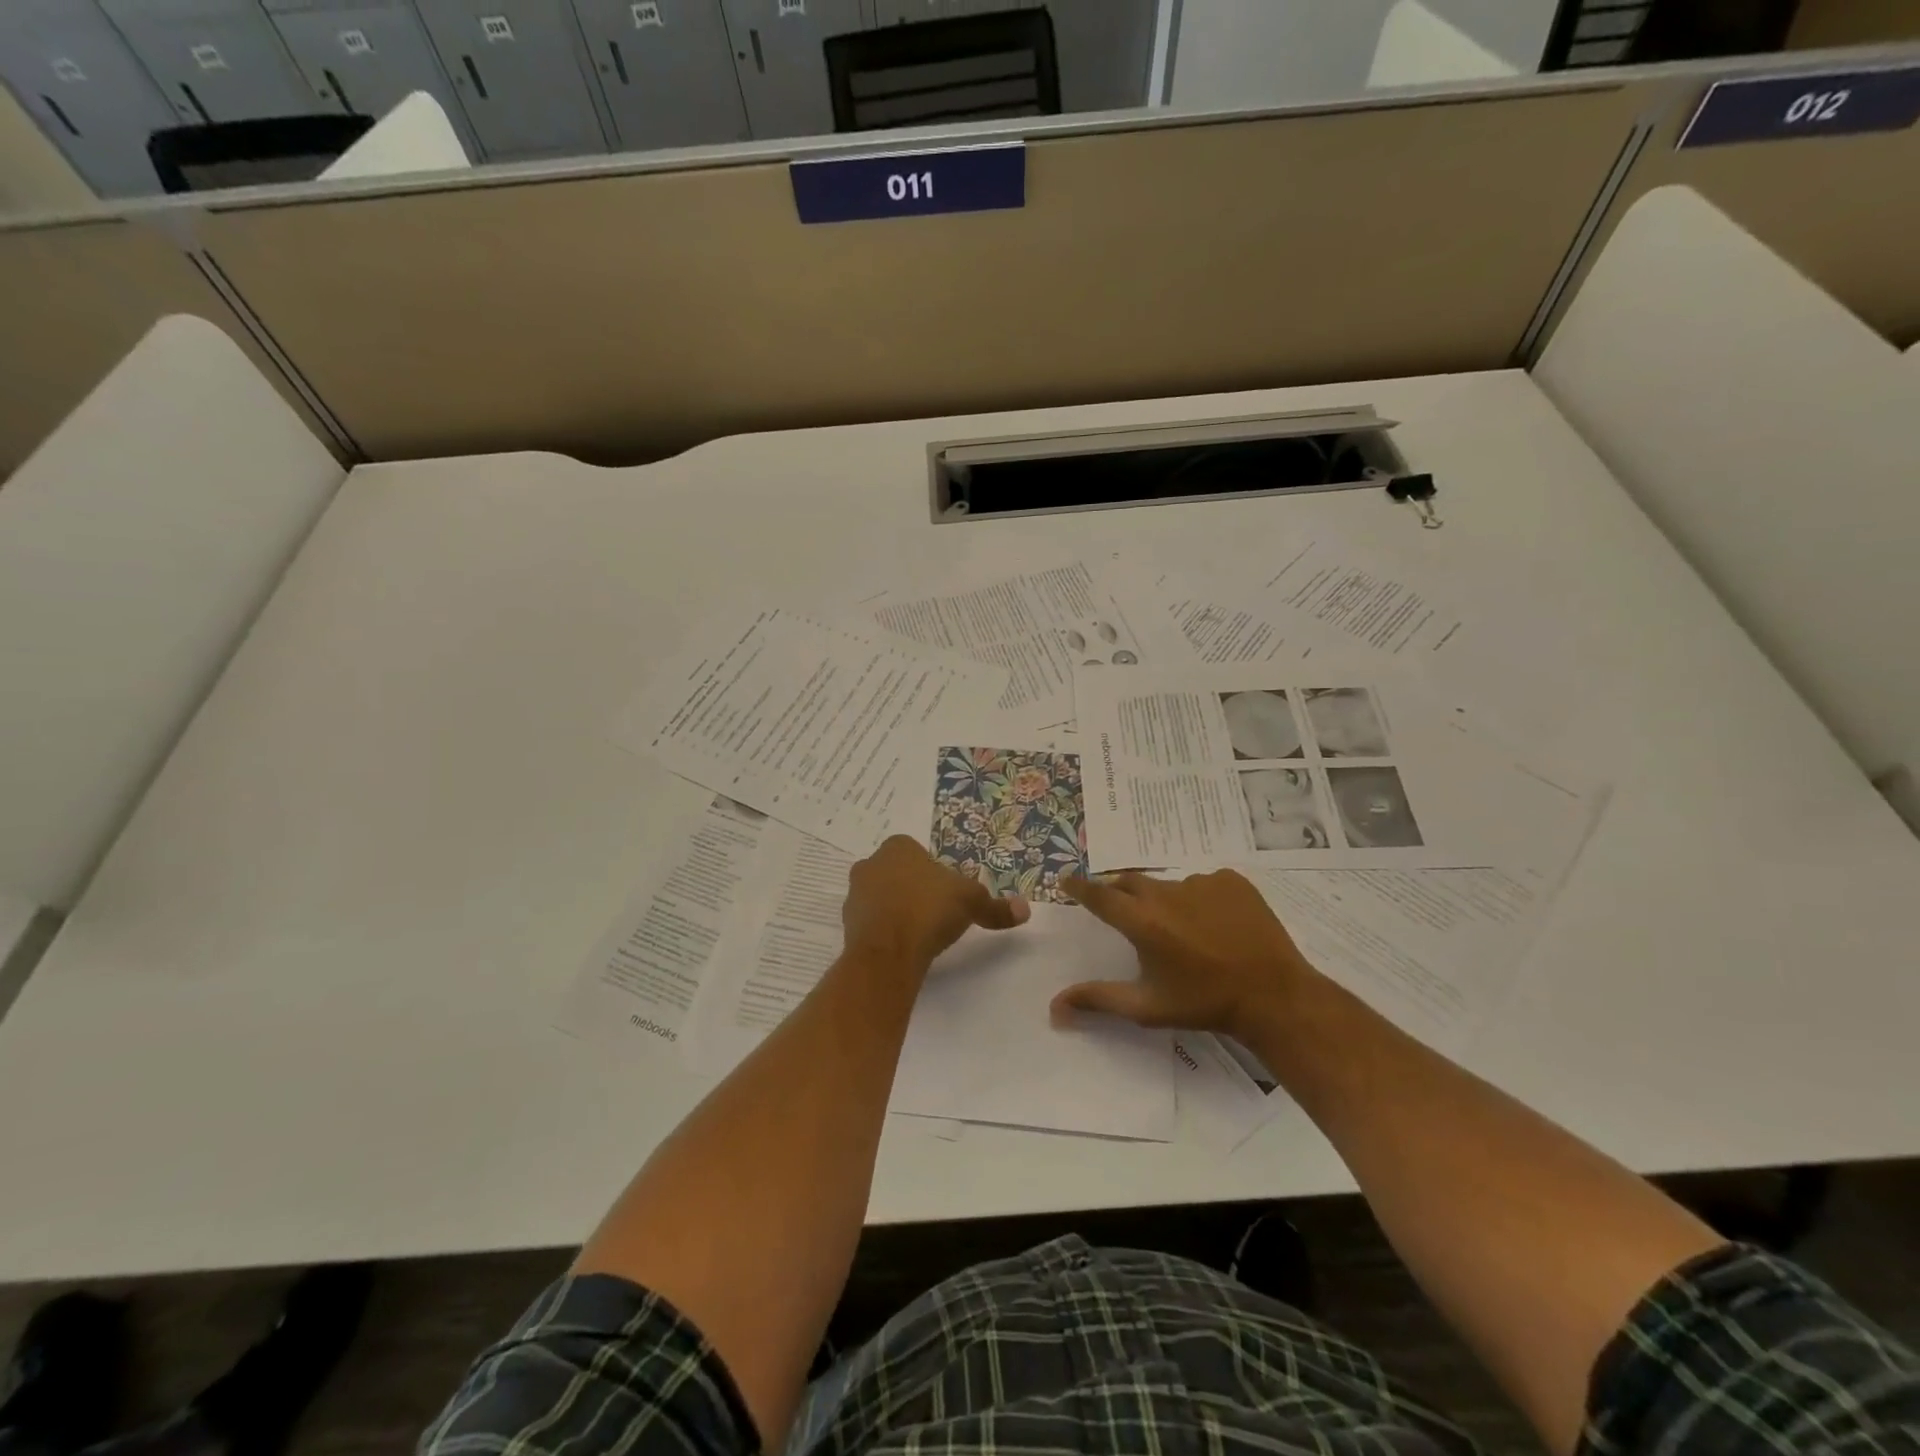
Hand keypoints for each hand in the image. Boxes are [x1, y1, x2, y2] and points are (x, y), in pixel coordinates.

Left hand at [843, 836, 1029, 972]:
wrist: (887, 952)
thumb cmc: (928, 910)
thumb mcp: (971, 902)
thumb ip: (995, 906)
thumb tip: (1025, 909)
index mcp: (897, 847)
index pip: (915, 851)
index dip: (932, 871)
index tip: (946, 892)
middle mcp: (870, 864)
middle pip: (896, 873)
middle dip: (913, 889)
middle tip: (935, 912)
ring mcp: (855, 896)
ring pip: (881, 898)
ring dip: (897, 911)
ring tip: (921, 933)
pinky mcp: (847, 926)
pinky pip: (873, 924)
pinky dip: (887, 932)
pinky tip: (905, 947)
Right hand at [1055, 869, 1319, 1038]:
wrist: (1273, 995)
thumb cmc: (1204, 1003)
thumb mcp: (1147, 1007)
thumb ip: (1098, 1000)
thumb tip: (1053, 1007)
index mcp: (1142, 921)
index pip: (1099, 895)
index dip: (1079, 887)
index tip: (1065, 879)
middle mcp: (1166, 893)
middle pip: (1130, 883)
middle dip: (1119, 892)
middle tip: (1120, 908)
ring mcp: (1201, 882)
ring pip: (1169, 885)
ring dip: (1164, 901)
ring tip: (1180, 929)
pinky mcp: (1231, 881)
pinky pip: (1203, 884)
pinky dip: (1199, 899)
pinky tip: (1214, 924)